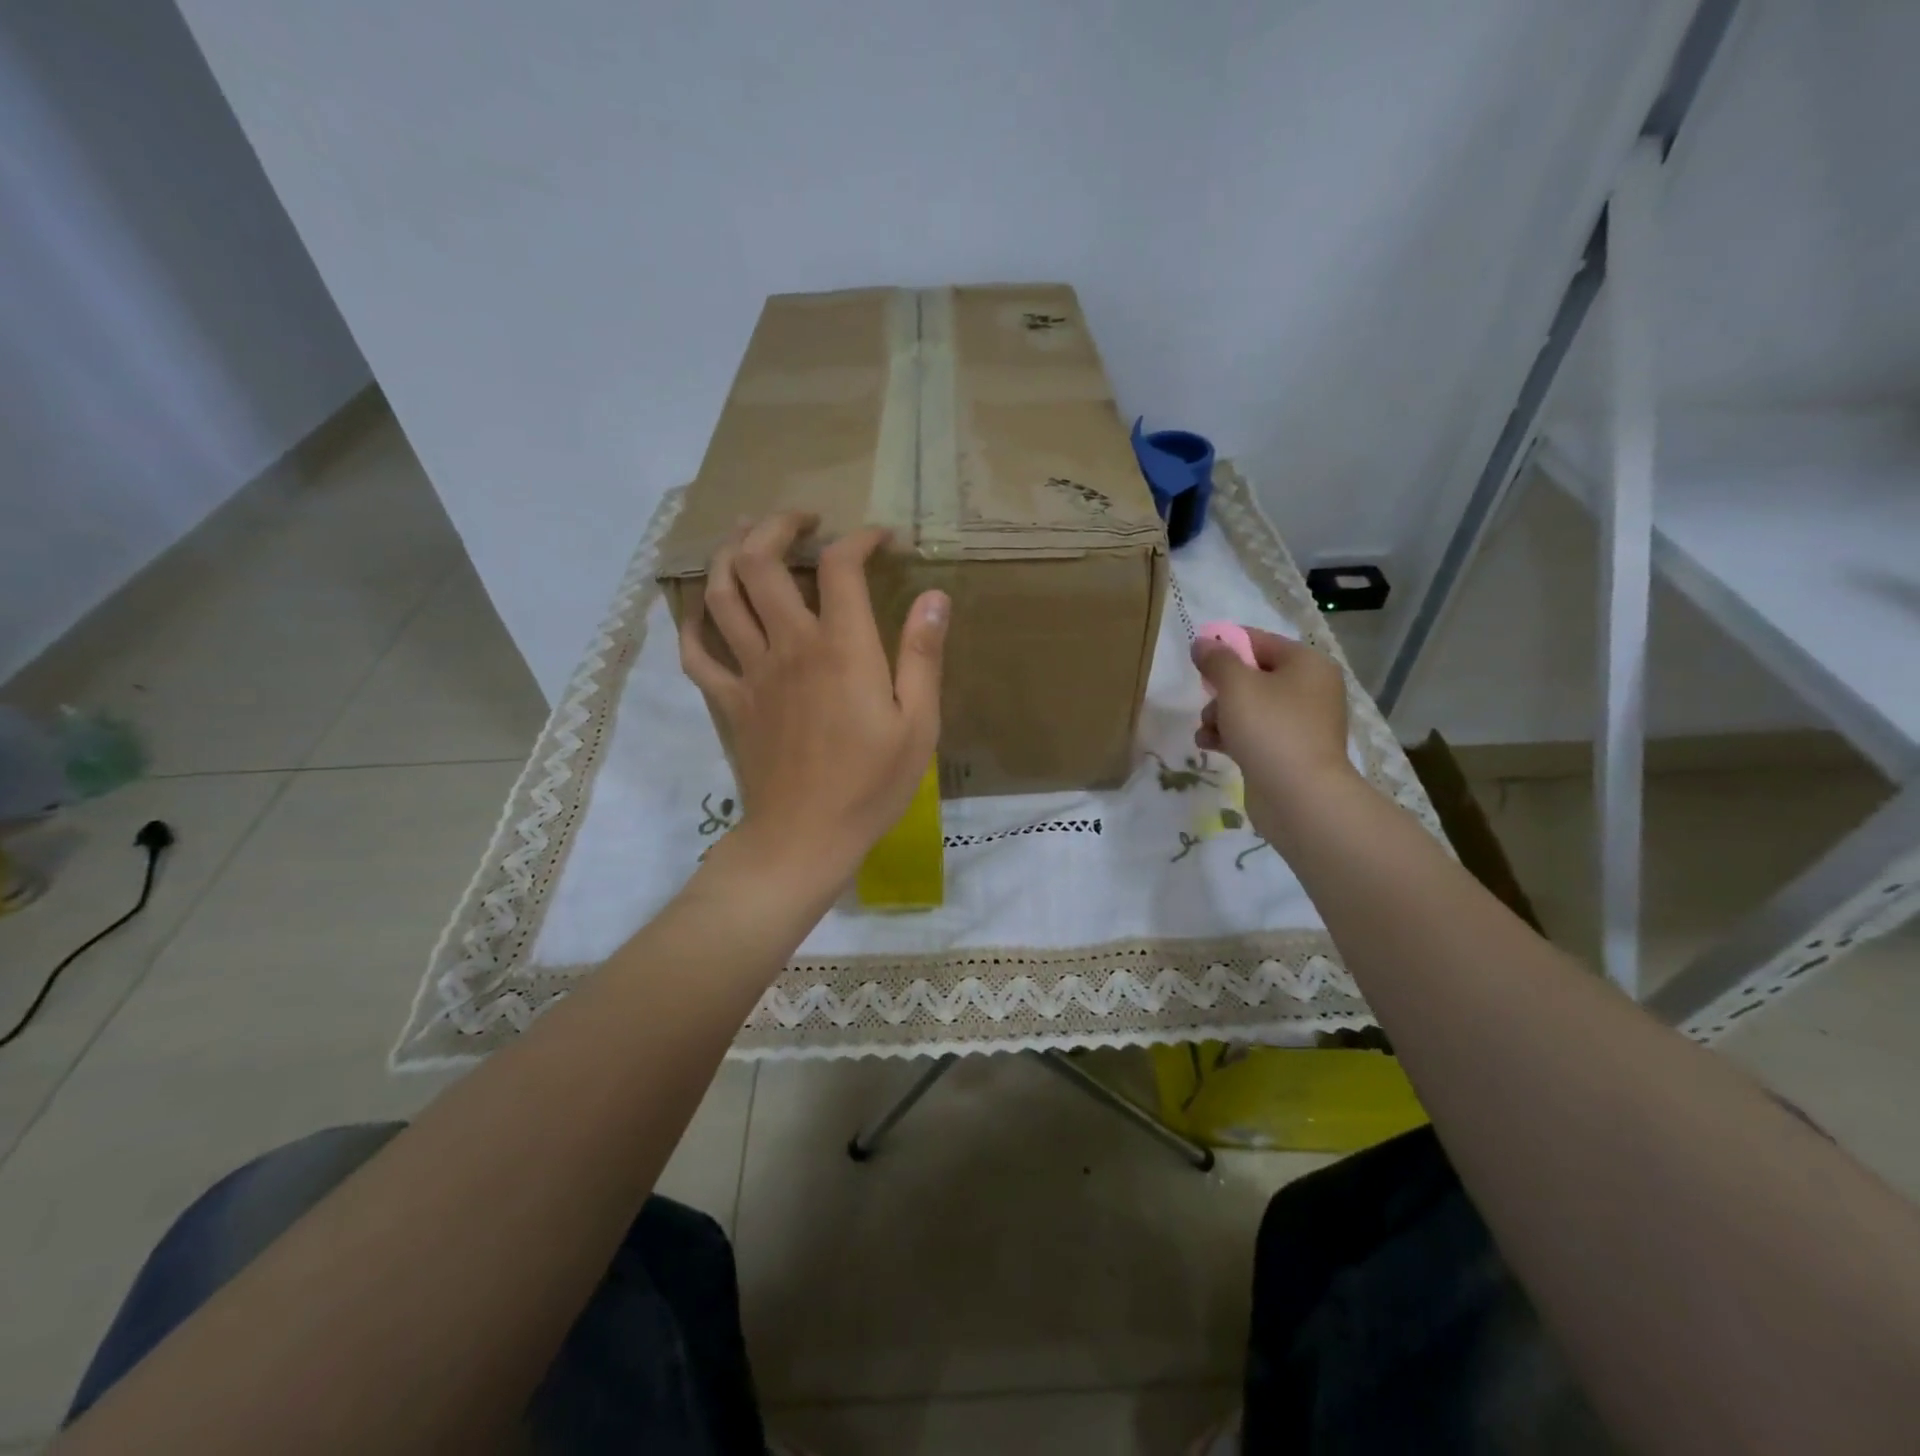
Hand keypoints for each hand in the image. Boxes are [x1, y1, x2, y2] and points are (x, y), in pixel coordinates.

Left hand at [679, 511, 947, 891]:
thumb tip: (934, 596)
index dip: (859, 539)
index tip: (880, 539)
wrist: (805, 837)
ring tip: (747, 536)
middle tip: (800, 519)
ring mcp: (750, 672)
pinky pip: (696, 652)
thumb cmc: (871, 785)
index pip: (840, 566)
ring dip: (730, 553)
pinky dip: (695, 622)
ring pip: (721, 594)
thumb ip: (923, 655)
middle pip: (761, 562)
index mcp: (841, 649)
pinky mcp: (729, 701)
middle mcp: (788, 646)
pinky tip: (705, 610)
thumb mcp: (919, 724)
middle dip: (777, 525)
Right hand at [1192, 627, 1355, 841]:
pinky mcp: (1289, 753)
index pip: (1260, 641)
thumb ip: (1216, 659)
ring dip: (1220, 715)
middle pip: (1253, 676)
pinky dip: (1231, 736)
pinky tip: (1210, 746)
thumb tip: (1203, 642)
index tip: (1197, 658)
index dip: (1226, 645)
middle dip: (1221, 689)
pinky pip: (1254, 734)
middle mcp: (1310, 690)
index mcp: (1307, 664)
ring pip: (1249, 708)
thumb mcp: (1236, 685)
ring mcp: (1301, 724)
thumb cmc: (1270, 729)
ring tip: (1206, 731)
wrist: (1299, 797)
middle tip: (1206, 700)